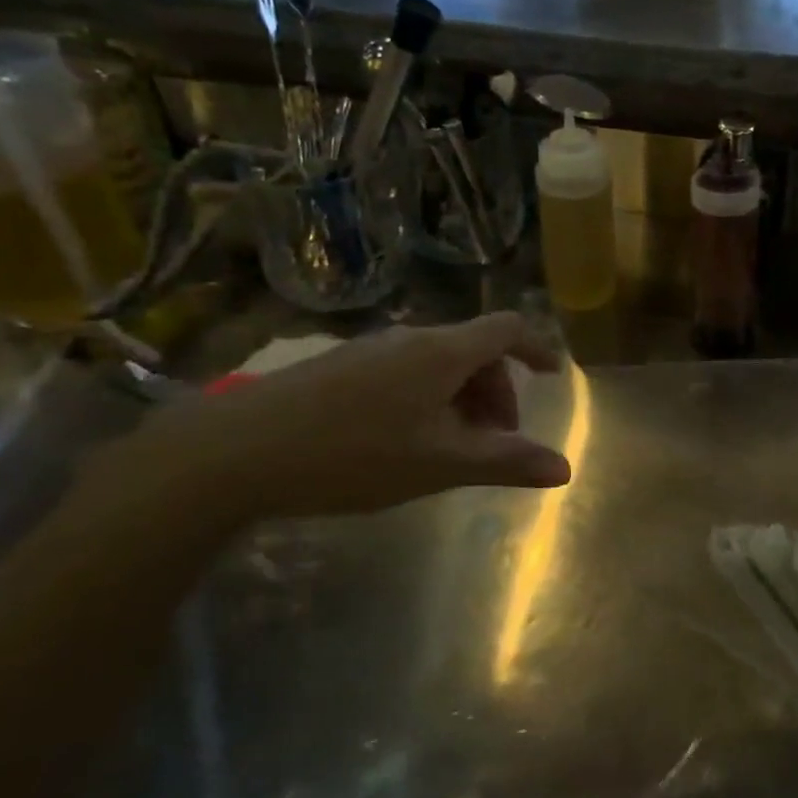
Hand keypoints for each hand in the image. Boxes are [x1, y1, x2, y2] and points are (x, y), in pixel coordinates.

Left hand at [132, 313, 571, 523]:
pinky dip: (427, 398)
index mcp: (444, 351)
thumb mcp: (441, 463)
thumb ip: (506, 462)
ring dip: (461, 398)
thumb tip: (565, 468)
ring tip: (451, 447)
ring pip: (437, 363)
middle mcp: (410, 338)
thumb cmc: (355, 453)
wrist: (233, 452)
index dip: (538, 348)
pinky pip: (404, 371)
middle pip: (474, 350)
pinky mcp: (338, 367)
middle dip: (498, 391)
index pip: (508, 329)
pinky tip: (404, 441)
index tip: (554, 376)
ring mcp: (370, 350)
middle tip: (496, 441)